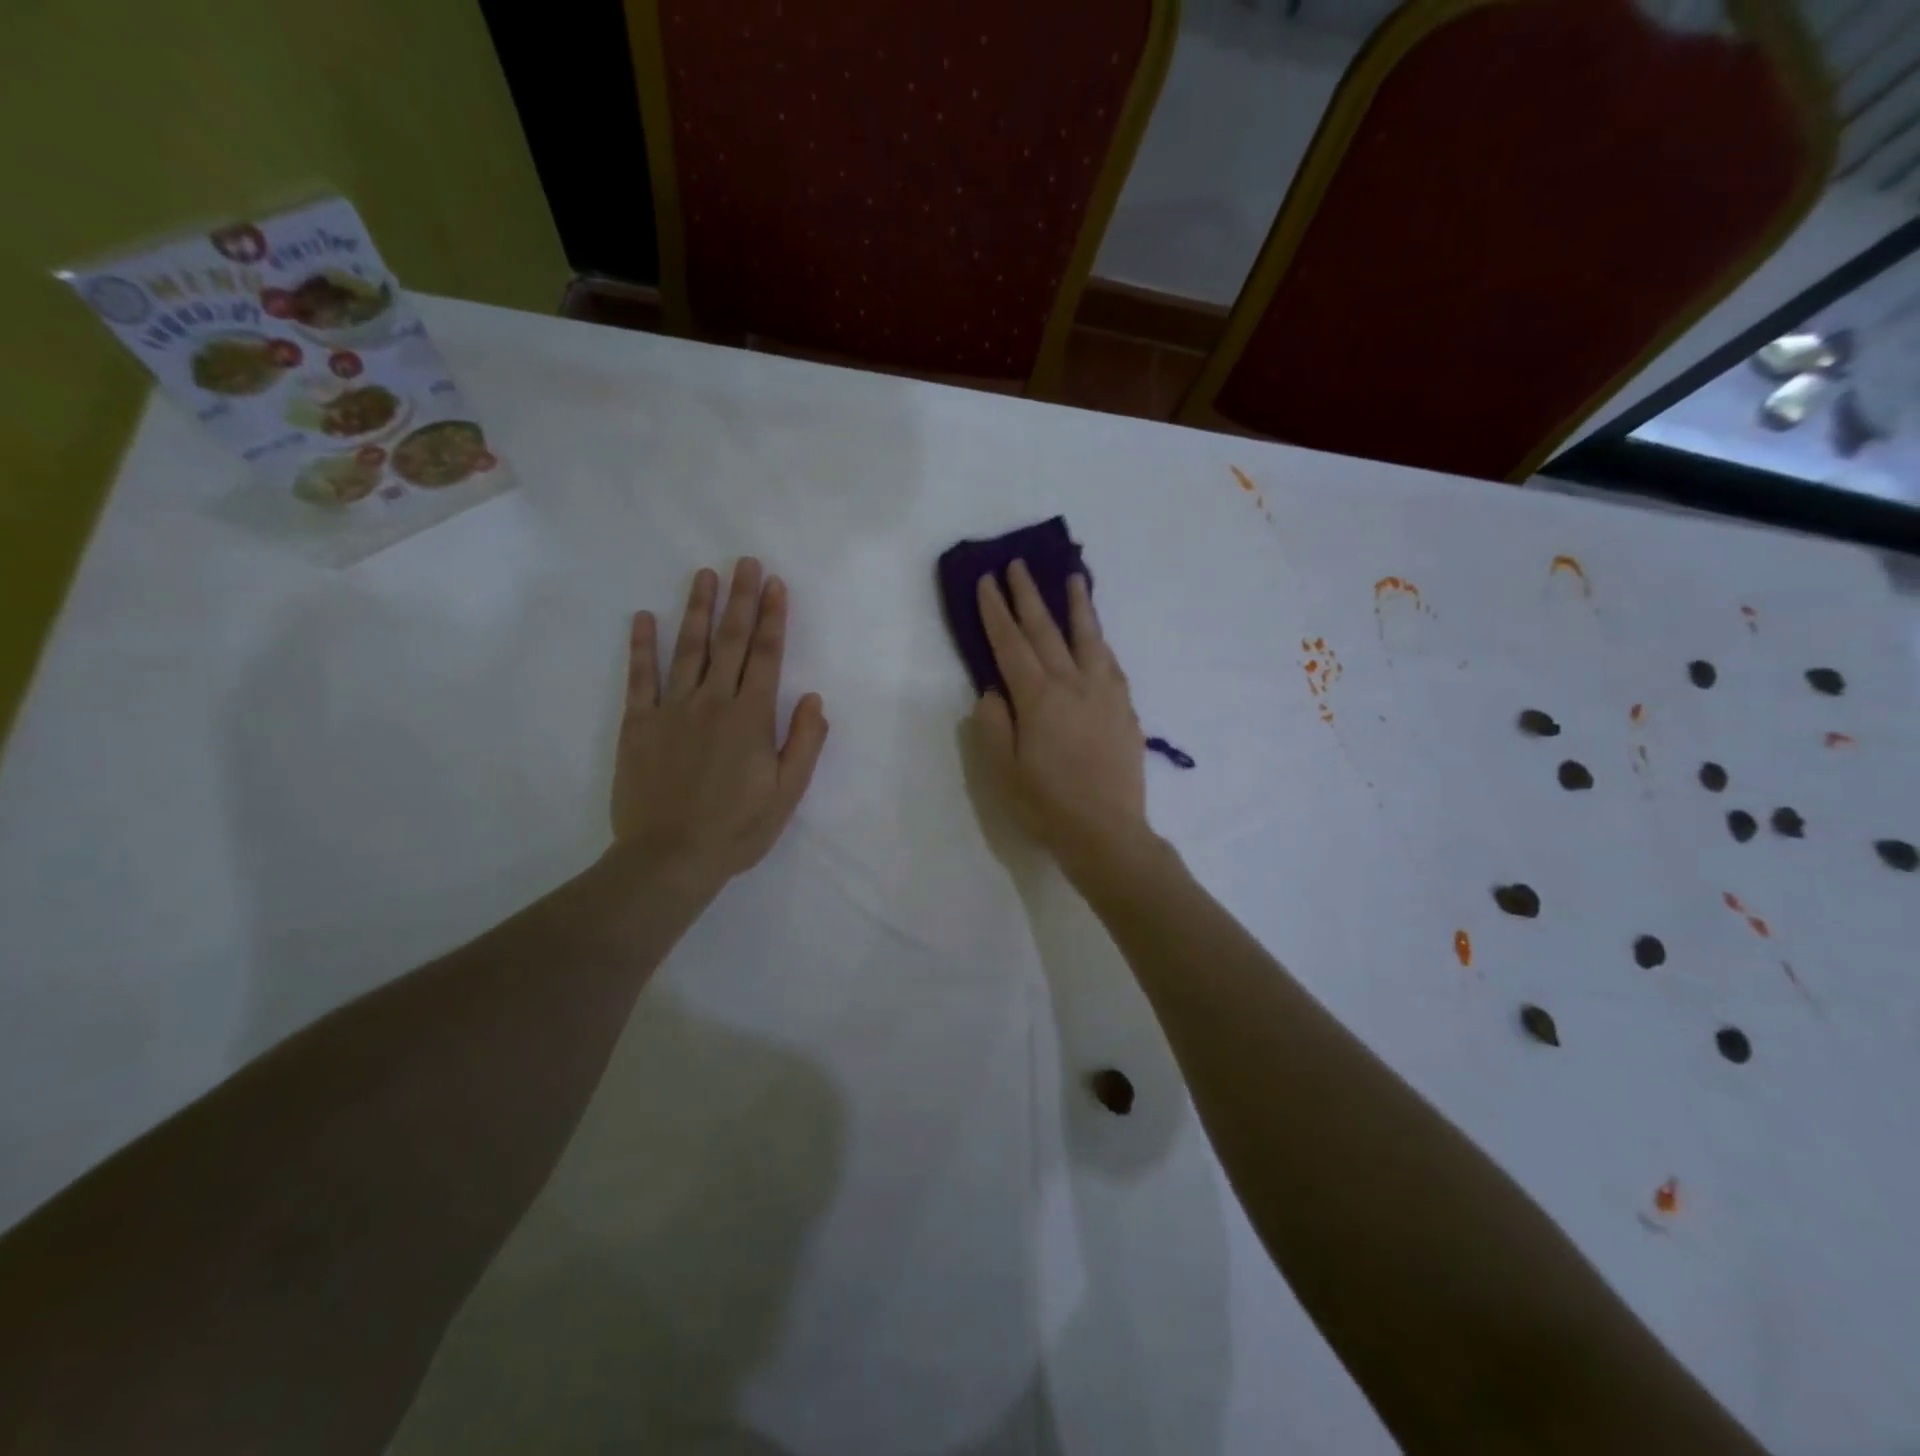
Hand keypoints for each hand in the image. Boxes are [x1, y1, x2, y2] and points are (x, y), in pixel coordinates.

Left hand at [611, 559, 828, 890]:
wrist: (669, 857)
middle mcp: (713, 702)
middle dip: (741, 600)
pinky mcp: (638, 725)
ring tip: (704, 576)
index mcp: (751, 717)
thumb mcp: (787, 793)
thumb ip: (803, 742)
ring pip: (688, 649)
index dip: (773, 618)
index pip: (767, 657)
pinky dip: (641, 647)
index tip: (776, 585)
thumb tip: (813, 698)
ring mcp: (672, 710)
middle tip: (745, 563)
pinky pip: (640, 678)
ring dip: (697, 610)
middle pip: (731, 642)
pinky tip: (643, 618)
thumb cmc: (737, 829)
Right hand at [970, 561, 1147, 876]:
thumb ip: (993, 724)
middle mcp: (1073, 685)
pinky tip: (1097, 635)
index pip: (1011, 644)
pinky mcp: (1125, 709)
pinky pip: (1111, 662)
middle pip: (1047, 630)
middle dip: (1029, 595)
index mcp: (1038, 698)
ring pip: (1088, 638)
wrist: (1107, 832)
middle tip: (1019, 565)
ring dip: (1077, 605)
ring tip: (1073, 577)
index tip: (987, 581)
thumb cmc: (1046, 805)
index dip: (996, 611)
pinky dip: (1100, 641)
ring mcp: (1104, 694)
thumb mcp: (1002, 770)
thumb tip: (995, 691)